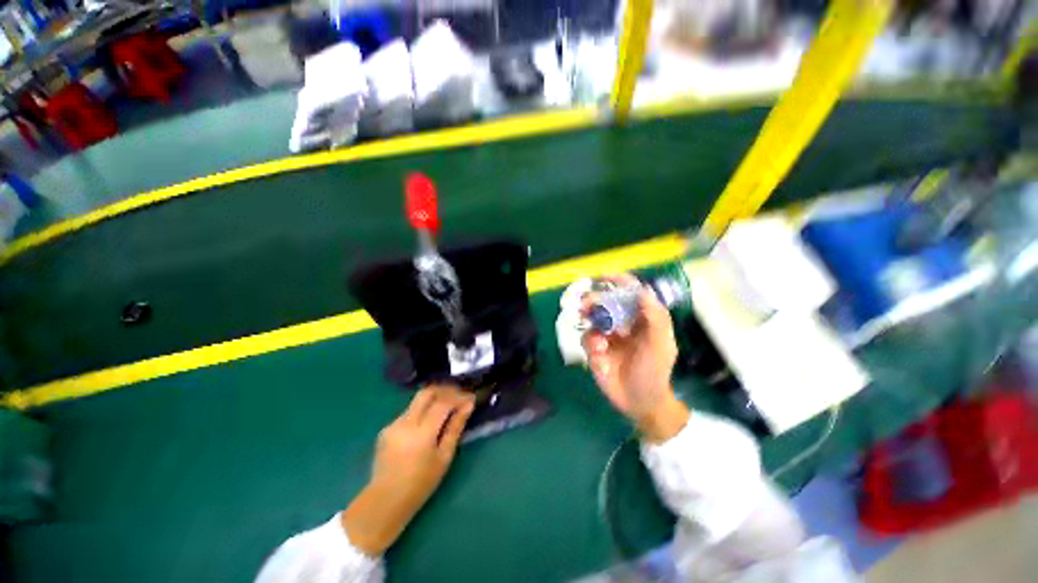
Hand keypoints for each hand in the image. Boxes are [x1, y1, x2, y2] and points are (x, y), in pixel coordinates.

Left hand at [342, 384, 474, 555]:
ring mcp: (393, 424)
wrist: (385, 501)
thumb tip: (468, 405)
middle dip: (446, 390)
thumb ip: (456, 428)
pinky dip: (423, 410)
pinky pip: (409, 411)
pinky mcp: (387, 428)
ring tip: (448, 406)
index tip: (471, 398)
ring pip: (417, 400)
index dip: (459, 397)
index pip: (443, 403)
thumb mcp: (444, 457)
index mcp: (421, 433)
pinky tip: (430, 421)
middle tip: (459, 396)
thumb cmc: (421, 484)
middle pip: (427, 392)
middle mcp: (405, 423)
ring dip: (435, 399)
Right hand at [583, 274, 688, 443]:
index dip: (618, 282)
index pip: (630, 293)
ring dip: (591, 324)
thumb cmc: (655, 372)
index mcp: (642, 319)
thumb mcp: (660, 346)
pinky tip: (600, 358)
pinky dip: (591, 346)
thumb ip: (655, 319)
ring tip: (596, 340)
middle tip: (585, 304)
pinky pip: (587, 339)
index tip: (603, 276)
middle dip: (595, 301)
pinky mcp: (596, 350)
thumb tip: (644, 291)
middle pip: (606, 303)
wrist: (640, 403)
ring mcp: (608, 336)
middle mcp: (623, 323)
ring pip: (593, 319)